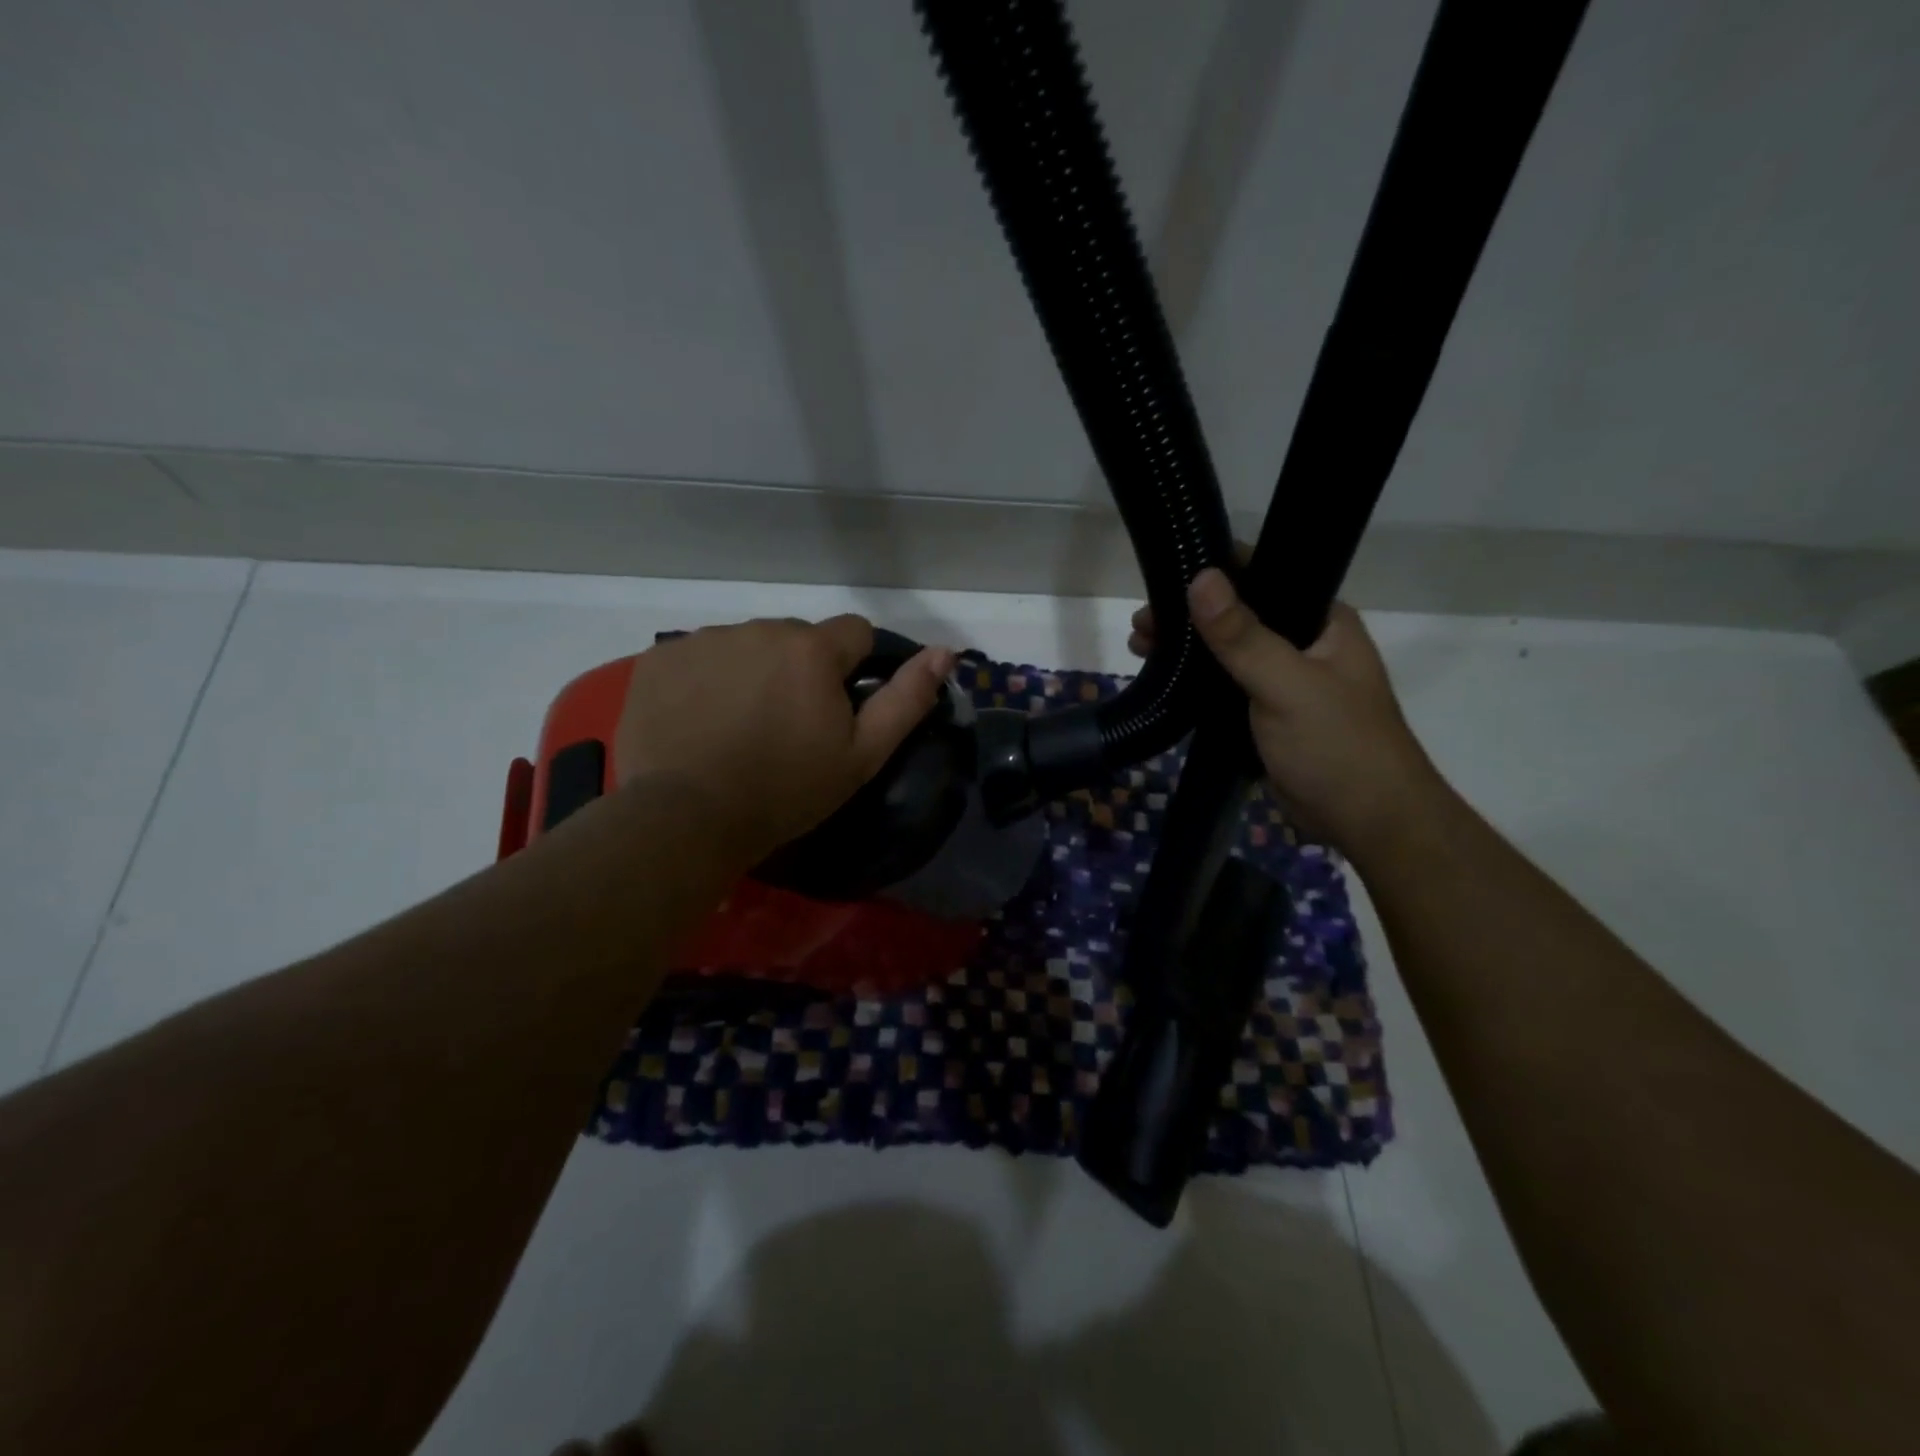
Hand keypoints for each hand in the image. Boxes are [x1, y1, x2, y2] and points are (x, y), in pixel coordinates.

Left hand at [613, 616, 953, 870]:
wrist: (688, 818)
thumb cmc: (787, 790)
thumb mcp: (862, 754)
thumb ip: (907, 698)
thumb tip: (946, 651)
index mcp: (812, 649)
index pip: (854, 632)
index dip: (855, 668)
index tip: (838, 709)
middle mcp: (759, 628)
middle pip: (797, 638)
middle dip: (800, 669)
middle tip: (787, 726)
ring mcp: (705, 640)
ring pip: (747, 645)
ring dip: (753, 672)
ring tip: (740, 726)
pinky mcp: (660, 659)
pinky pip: (699, 657)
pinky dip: (706, 680)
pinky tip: (700, 721)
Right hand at [1135, 569, 1442, 857]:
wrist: (1367, 822)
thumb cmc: (1337, 745)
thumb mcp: (1286, 685)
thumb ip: (1242, 635)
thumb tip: (1200, 578)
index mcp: (1321, 622)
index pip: (1264, 576)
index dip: (1213, 573)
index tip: (1164, 580)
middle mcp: (1303, 644)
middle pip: (1237, 616)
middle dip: (1187, 617)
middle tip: (1141, 626)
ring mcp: (1284, 681)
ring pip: (1227, 654)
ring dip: (1186, 650)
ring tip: (1139, 649)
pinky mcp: (1266, 715)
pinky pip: (1225, 688)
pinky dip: (1195, 682)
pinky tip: (1165, 682)